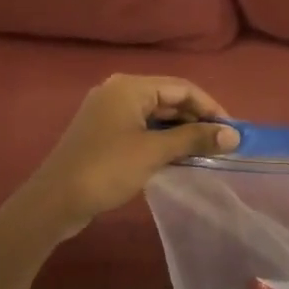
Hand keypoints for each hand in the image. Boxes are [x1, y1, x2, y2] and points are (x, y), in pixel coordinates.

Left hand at [21, 75, 238, 238]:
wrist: (54, 201)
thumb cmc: (107, 169)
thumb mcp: (155, 151)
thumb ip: (195, 139)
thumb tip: (233, 135)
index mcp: (130, 87)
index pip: (182, 88)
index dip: (211, 108)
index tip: (232, 131)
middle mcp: (119, 92)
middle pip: (169, 99)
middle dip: (197, 120)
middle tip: (222, 144)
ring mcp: (109, 113)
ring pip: (156, 116)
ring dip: (182, 132)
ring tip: (206, 152)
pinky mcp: (104, 134)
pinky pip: (142, 129)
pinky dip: (163, 140)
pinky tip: (179, 158)